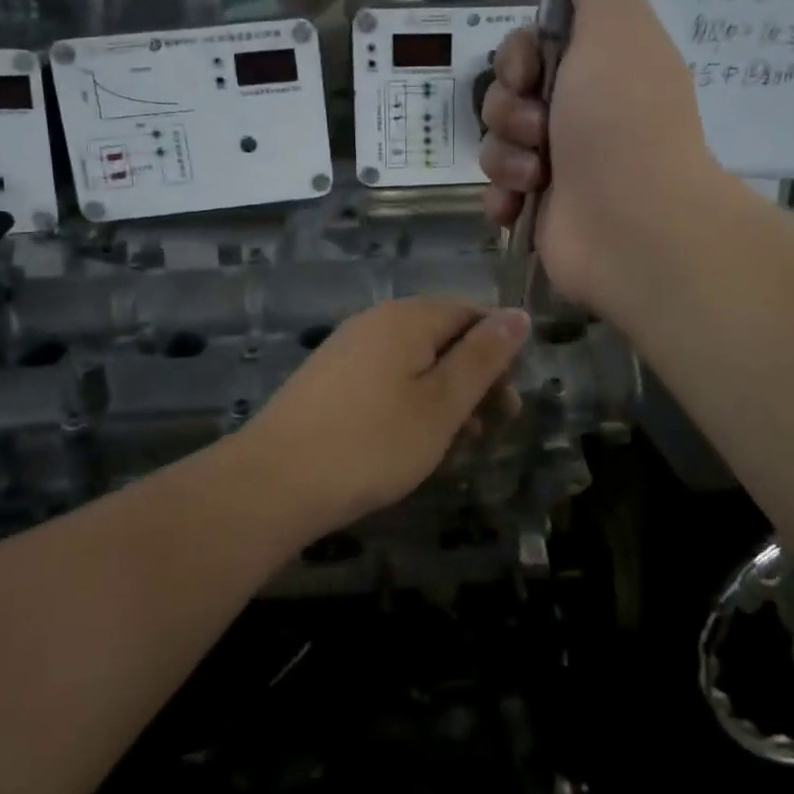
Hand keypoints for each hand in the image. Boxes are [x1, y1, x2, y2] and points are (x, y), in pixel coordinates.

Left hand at [243, 299, 530, 532]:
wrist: (276, 480)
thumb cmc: (373, 443)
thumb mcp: (442, 403)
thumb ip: (483, 357)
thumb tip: (518, 314)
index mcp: (408, 317)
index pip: (471, 313)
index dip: (499, 352)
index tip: (509, 403)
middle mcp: (376, 321)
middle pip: (442, 336)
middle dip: (473, 378)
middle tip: (488, 429)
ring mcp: (347, 349)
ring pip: (414, 362)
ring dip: (443, 396)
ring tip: (454, 444)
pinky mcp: (329, 379)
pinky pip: (385, 379)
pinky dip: (409, 403)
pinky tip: (410, 442)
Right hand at [480, 0, 709, 317]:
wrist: (632, 223)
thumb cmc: (622, 119)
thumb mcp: (614, 27)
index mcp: (595, 68)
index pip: (527, 47)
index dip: (516, 56)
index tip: (530, 71)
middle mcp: (576, 112)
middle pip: (503, 93)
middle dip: (509, 108)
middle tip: (541, 128)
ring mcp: (557, 164)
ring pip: (494, 143)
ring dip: (507, 155)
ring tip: (538, 175)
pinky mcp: (539, 208)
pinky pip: (495, 189)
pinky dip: (503, 196)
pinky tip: (519, 205)